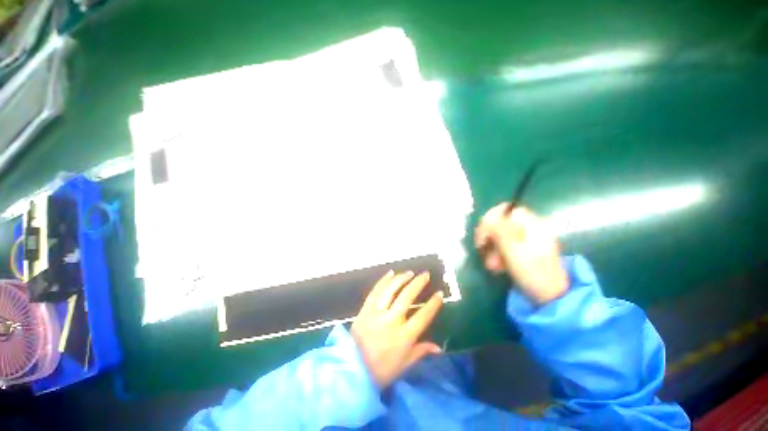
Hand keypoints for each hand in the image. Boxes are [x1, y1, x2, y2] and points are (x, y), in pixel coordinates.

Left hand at [351, 271, 443, 388]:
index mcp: (403, 337)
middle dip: (418, 283)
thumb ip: (421, 352)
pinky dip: (383, 281)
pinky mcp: (365, 310)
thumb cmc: (380, 371)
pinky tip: (390, 273)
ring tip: (410, 272)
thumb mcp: (404, 365)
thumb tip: (438, 347)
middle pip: (407, 297)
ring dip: (401, 278)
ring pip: (390, 290)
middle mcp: (391, 321)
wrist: (351, 370)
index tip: (440, 293)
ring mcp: (376, 313)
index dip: (433, 304)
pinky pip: (375, 291)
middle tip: (425, 274)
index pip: (423, 316)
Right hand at [475, 204, 567, 303]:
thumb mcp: (513, 250)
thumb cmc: (532, 271)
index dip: (490, 219)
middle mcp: (529, 228)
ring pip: (499, 235)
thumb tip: (486, 217)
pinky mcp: (521, 250)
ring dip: (491, 249)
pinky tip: (496, 266)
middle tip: (482, 250)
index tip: (482, 234)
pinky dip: (496, 254)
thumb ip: (499, 230)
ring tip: (492, 265)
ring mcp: (525, 239)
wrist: (549, 297)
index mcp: (532, 224)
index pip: (505, 210)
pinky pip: (503, 245)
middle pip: (500, 222)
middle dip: (489, 237)